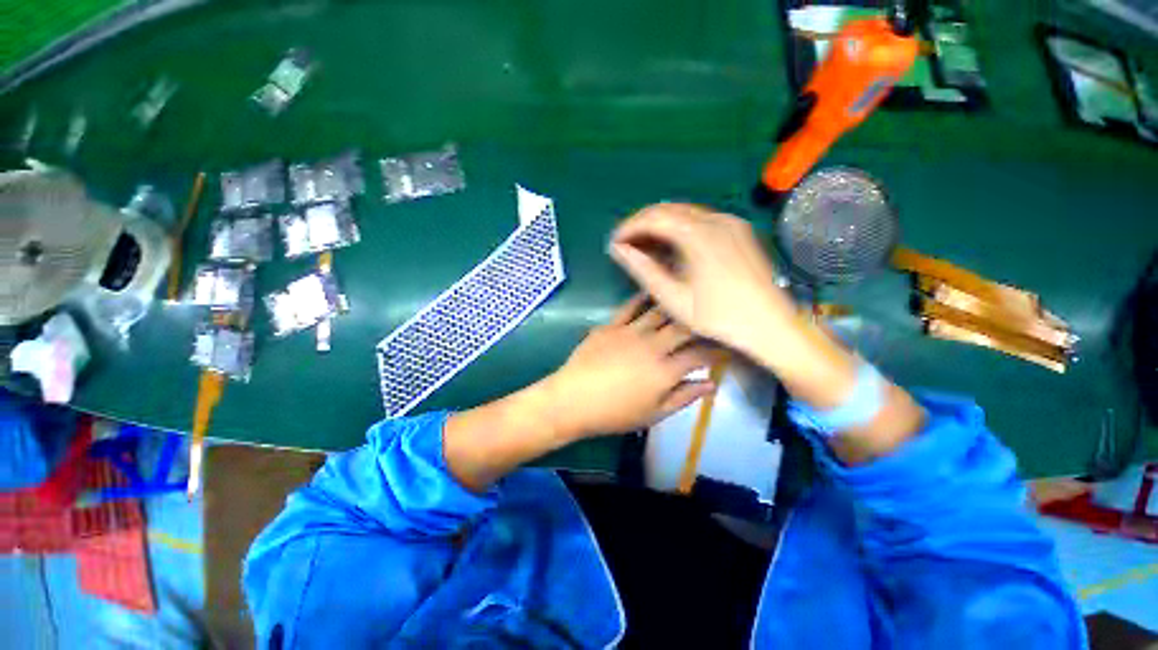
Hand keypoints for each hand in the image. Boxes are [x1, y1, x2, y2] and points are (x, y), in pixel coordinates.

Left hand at [541, 296, 717, 440]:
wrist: (573, 400)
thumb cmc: (614, 414)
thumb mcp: (653, 414)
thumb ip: (683, 397)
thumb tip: (711, 384)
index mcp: (666, 371)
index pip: (699, 355)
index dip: (715, 350)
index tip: (724, 346)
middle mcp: (653, 345)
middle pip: (684, 327)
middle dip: (700, 322)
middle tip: (708, 319)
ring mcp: (631, 332)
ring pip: (661, 312)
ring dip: (676, 305)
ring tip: (686, 298)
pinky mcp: (611, 325)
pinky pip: (630, 306)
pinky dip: (643, 298)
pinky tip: (652, 291)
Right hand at [608, 203, 796, 356]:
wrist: (769, 324)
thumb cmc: (718, 316)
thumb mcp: (674, 298)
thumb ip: (644, 270)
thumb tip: (619, 249)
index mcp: (699, 235)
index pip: (654, 218)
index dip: (630, 227)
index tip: (615, 242)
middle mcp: (716, 219)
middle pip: (668, 209)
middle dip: (642, 223)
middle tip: (626, 244)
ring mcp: (730, 222)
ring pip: (684, 212)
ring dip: (660, 224)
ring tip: (643, 246)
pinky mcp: (738, 229)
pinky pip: (700, 219)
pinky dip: (679, 228)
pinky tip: (671, 246)